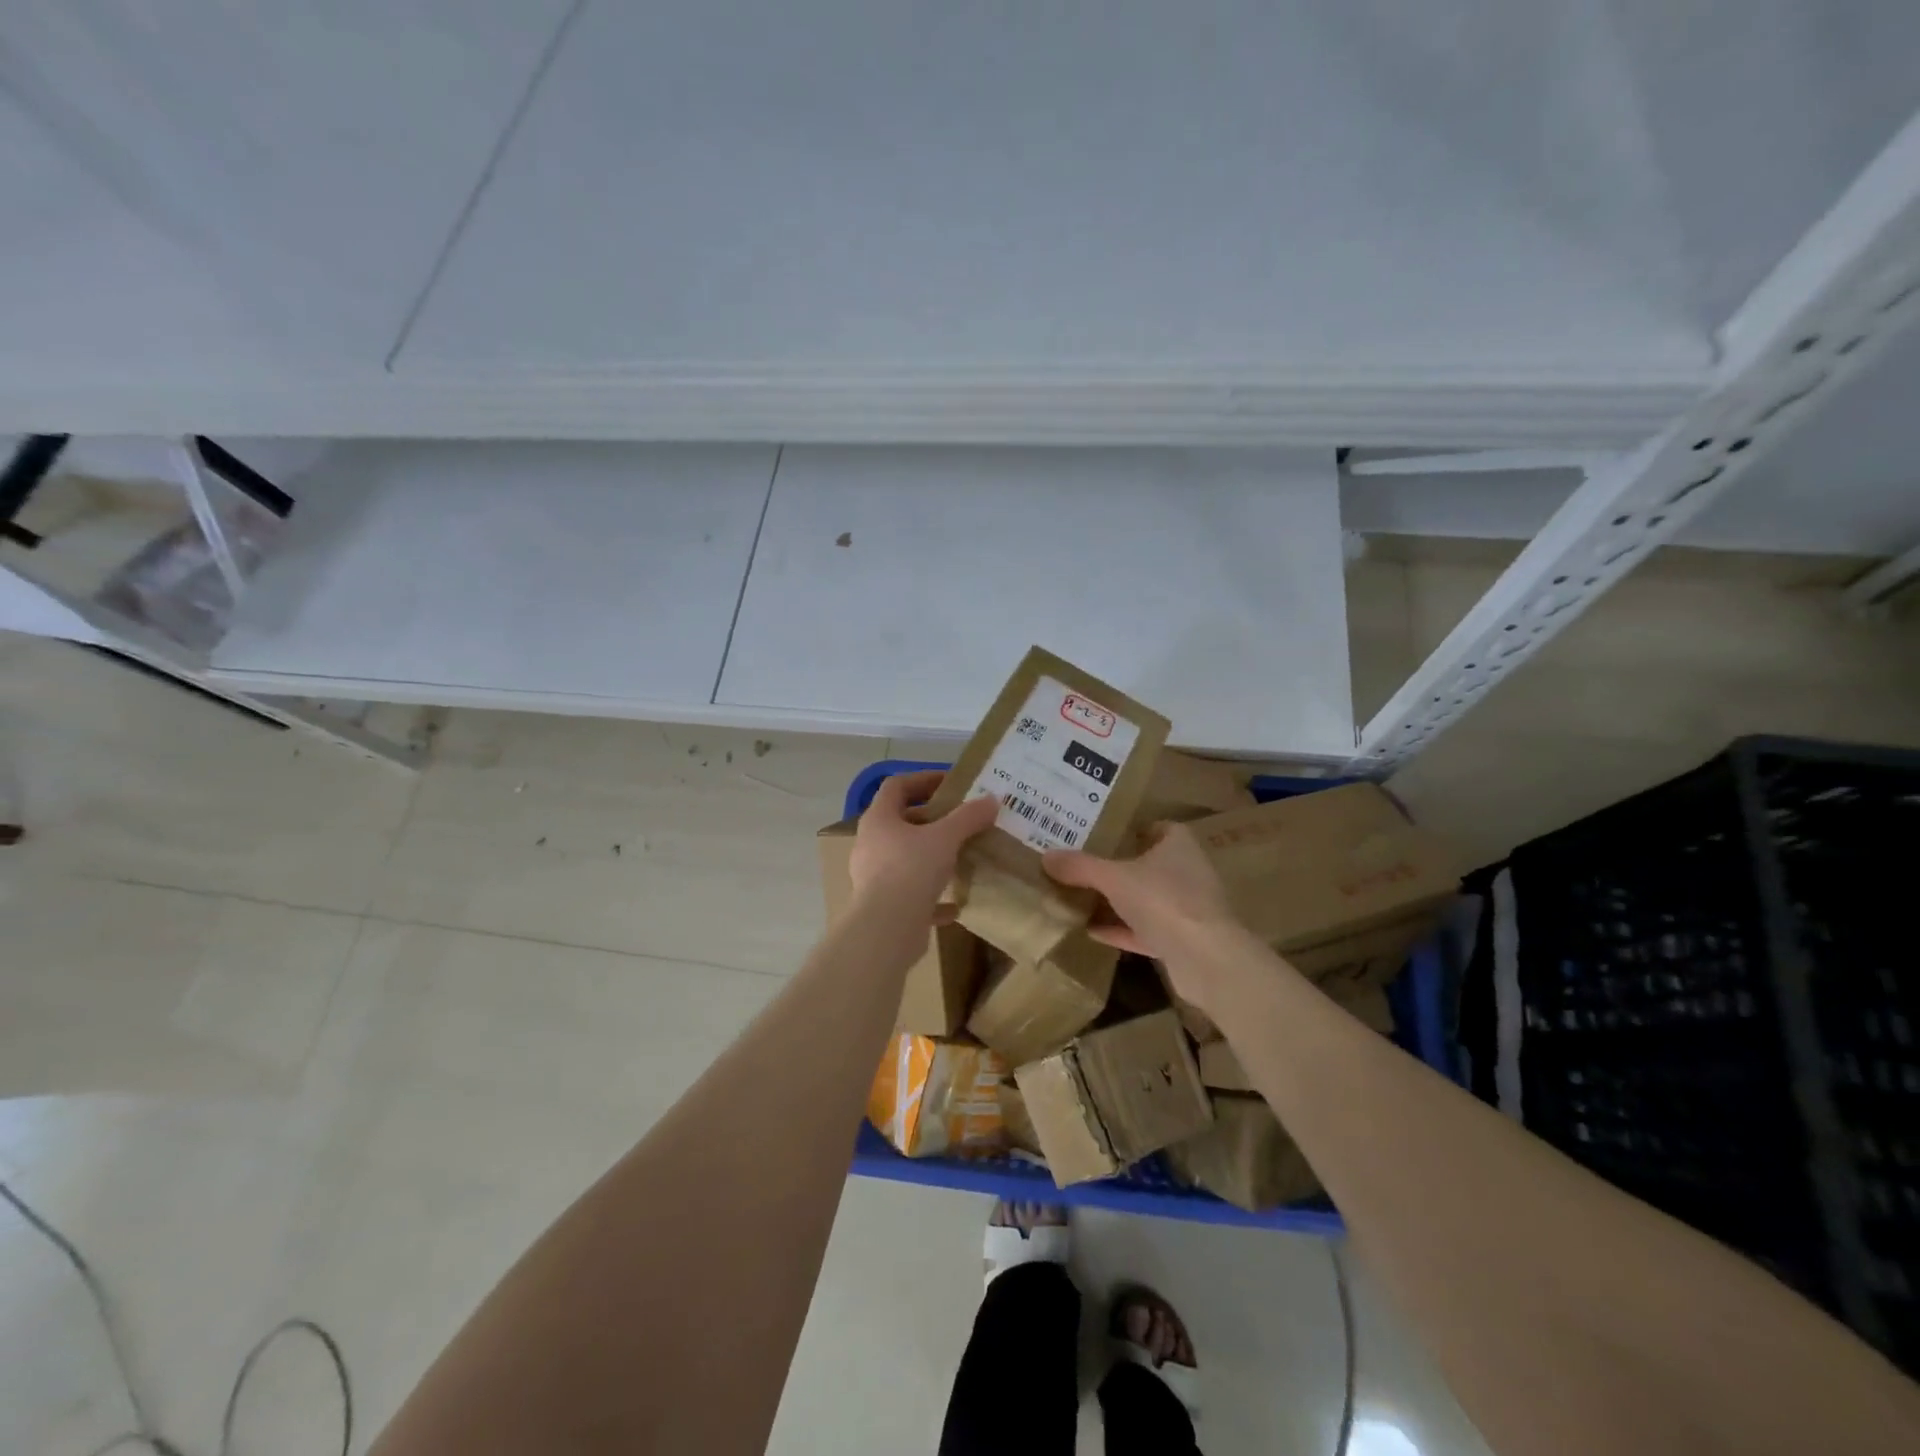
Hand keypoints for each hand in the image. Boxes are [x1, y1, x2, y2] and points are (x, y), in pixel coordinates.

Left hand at [849, 770, 998, 916]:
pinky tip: (955, 905)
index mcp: (879, 819)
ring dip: (931, 856)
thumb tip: (992, 799)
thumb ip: (968, 817)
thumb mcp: (945, 838)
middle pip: (901, 822)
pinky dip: (932, 896)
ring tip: (960, 856)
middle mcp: (871, 844)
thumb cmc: (911, 870)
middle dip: (932, 819)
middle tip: (961, 819)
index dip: (923, 779)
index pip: (897, 786)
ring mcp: (874, 876)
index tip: (951, 782)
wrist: (887, 929)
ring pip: (906, 858)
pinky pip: (911, 894)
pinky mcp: (884, 906)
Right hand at [1043, 822, 1250, 1003]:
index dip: (1131, 830)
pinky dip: (1120, 930)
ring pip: (1145, 899)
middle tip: (1081, 865)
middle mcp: (1186, 872)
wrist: (1206, 959)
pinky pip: (1144, 930)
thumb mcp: (1114, 878)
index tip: (1101, 834)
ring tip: (1080, 898)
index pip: (1157, 828)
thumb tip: (1046, 857)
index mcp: (1178, 845)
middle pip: (1148, 865)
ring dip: (1118, 902)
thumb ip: (1080, 867)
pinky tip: (1090, 932)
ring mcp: (1186, 909)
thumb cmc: (1164, 900)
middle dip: (1118, 867)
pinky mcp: (1181, 941)